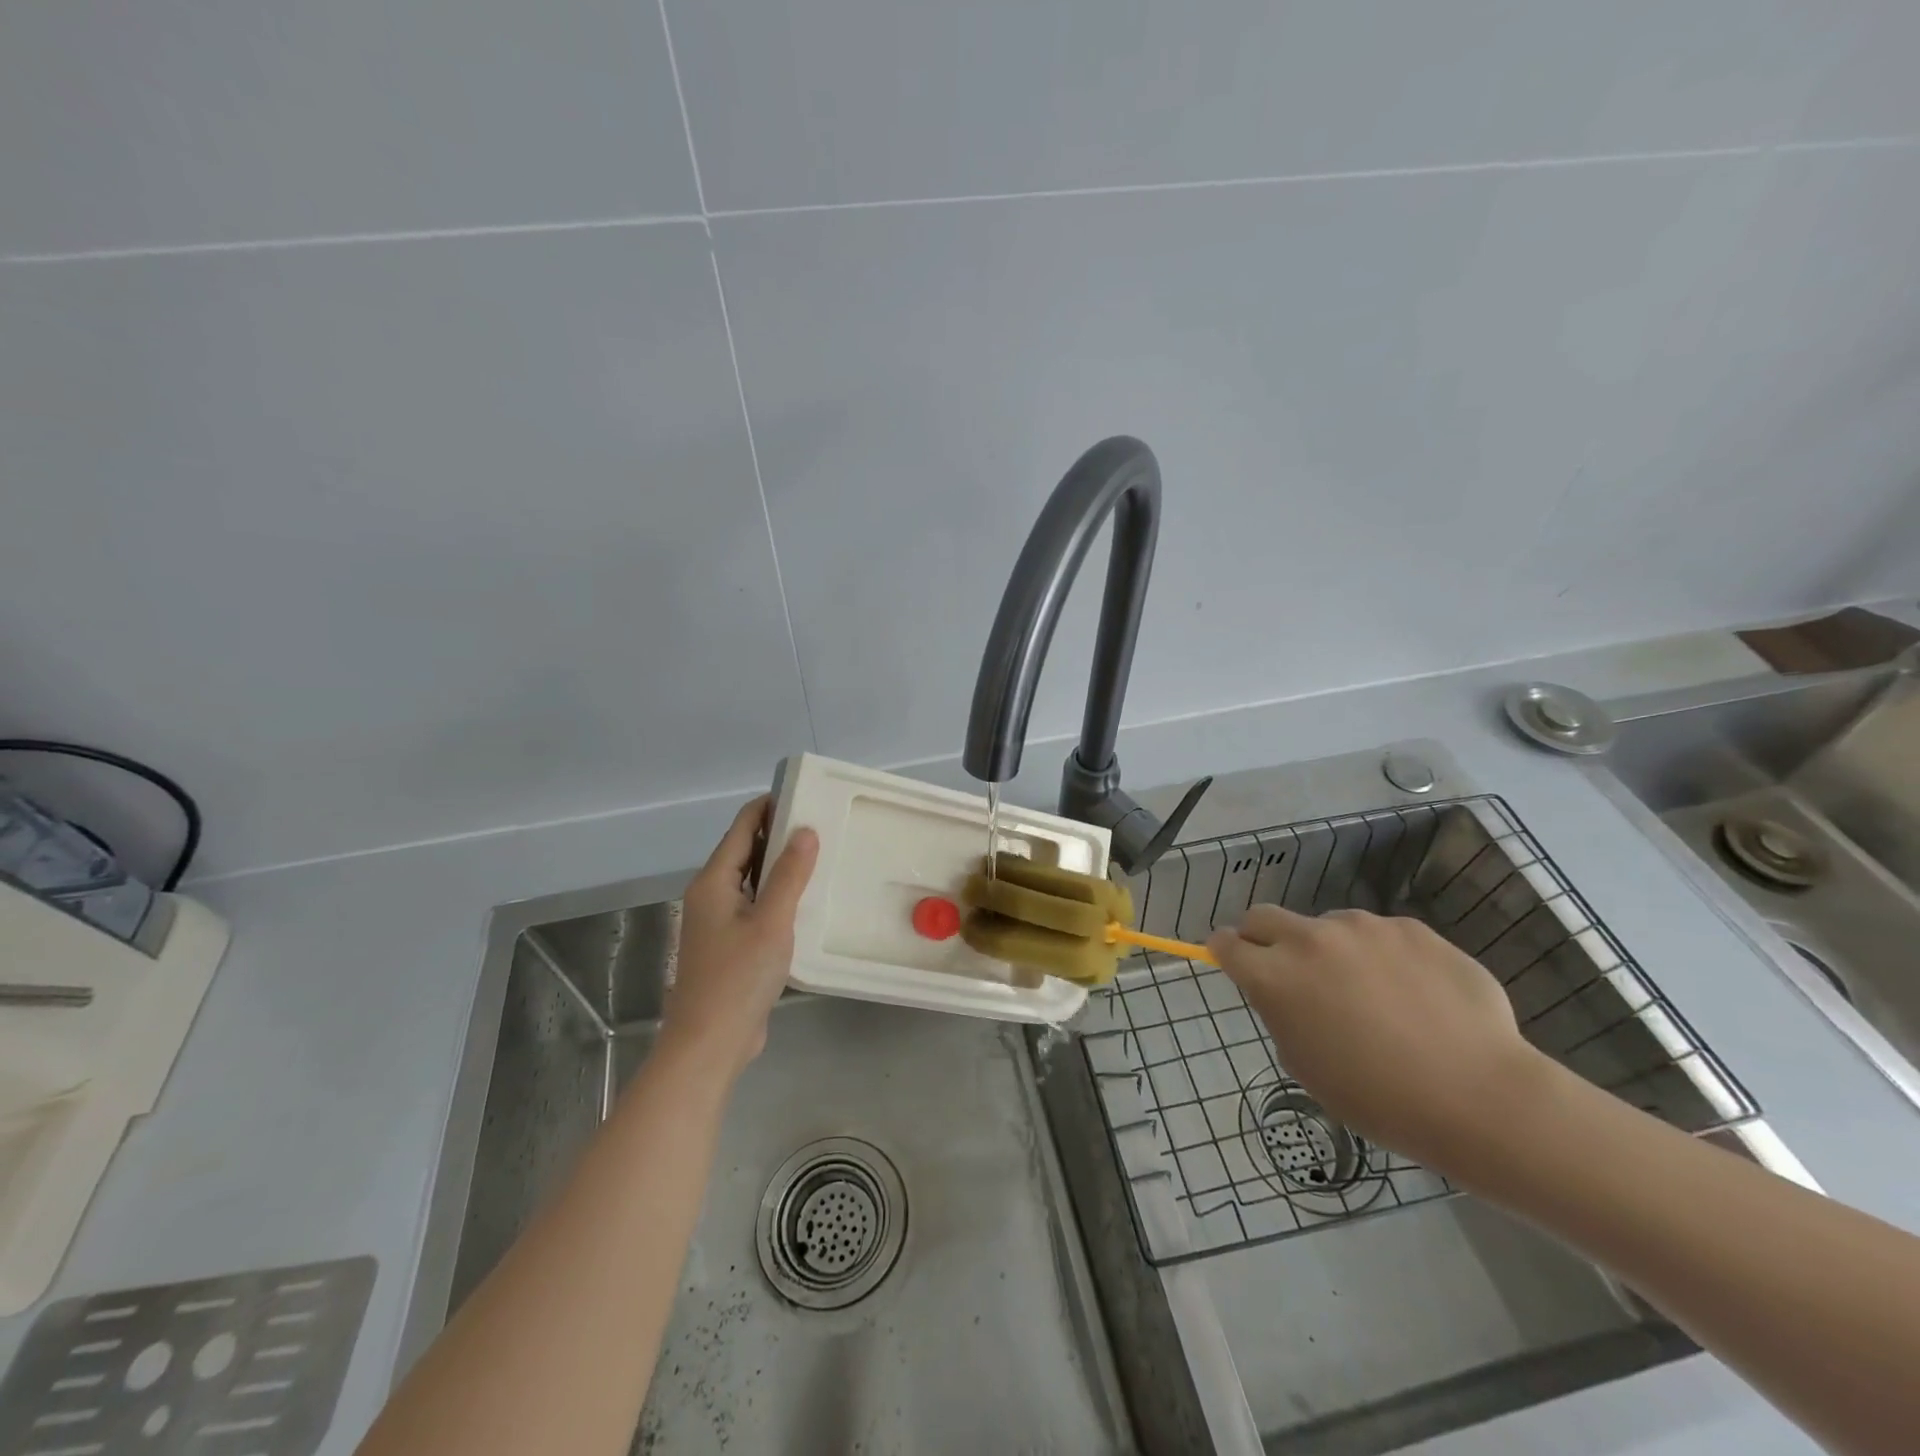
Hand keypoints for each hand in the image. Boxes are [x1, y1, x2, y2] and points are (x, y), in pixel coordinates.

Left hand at [660, 795, 818, 1078]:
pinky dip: (778, 895)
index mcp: (714, 881)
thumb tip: (805, 830)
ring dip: (781, 866)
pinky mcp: (730, 945)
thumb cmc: (738, 977)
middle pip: (746, 851)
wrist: (710, 1044)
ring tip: (821, 855)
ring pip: (752, 880)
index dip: (769, 806)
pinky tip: (807, 900)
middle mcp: (711, 895)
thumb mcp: (771, 921)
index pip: (742, 827)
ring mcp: (719, 922)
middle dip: (779, 834)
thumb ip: (789, 874)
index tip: (804, 794)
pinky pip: (756, 905)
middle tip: (822, 823)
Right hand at [1207, 905, 1550, 1169]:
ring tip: (1372, 994)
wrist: (1478, 1096)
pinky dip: (1382, 956)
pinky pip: (1380, 935)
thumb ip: (1283, 1014)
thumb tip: (1286, 993)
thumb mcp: (1306, 1066)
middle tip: (1288, 971)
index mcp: (1274, 977)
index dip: (1224, 952)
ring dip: (1330, 949)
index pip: (1226, 944)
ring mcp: (1362, 927)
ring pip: (1327, 926)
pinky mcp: (1409, 927)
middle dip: (1262, 937)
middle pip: (1263, 916)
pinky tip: (1415, 995)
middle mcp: (1309, 939)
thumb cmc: (1379, 1099)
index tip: (1232, 961)